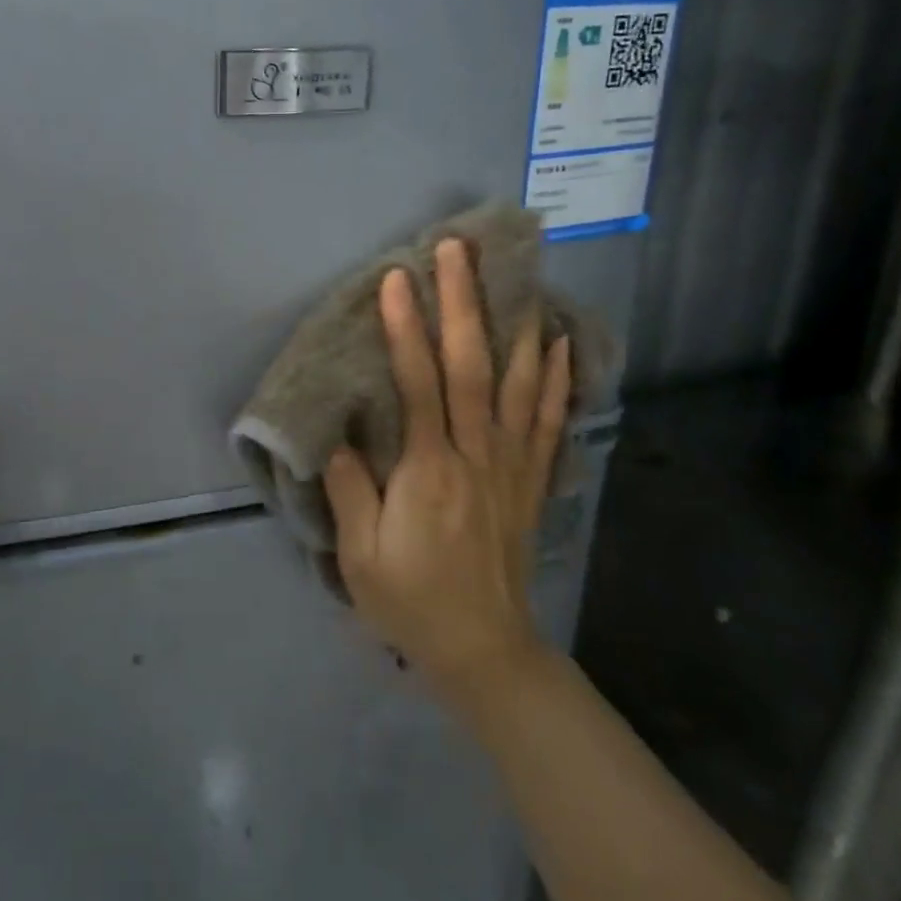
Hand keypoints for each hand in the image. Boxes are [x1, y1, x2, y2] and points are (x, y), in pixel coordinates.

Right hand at [323, 239, 569, 702]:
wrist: (484, 650)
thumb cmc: (412, 600)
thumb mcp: (362, 555)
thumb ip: (351, 489)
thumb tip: (342, 432)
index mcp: (429, 470)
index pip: (418, 383)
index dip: (406, 328)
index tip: (397, 279)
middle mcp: (476, 455)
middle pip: (472, 367)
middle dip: (462, 304)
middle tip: (456, 250)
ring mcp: (511, 465)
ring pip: (517, 383)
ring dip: (513, 324)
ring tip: (513, 275)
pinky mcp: (530, 480)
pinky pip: (548, 420)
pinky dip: (555, 377)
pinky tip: (558, 342)